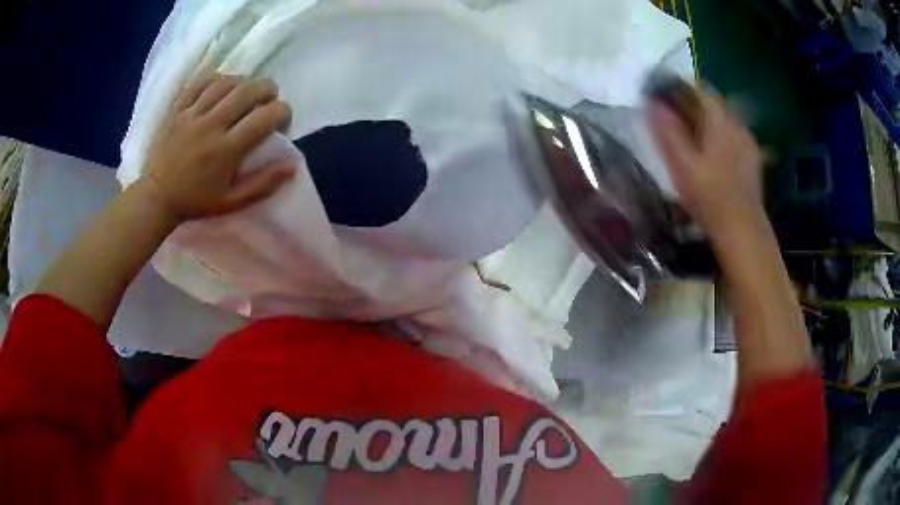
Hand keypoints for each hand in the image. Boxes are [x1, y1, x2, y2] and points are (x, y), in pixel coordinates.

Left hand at [137, 72, 294, 221]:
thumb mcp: (231, 202)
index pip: (265, 117)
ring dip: (244, 81)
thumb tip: (293, 166)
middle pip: (248, 91)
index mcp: (226, 150)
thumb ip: (263, 185)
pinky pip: (199, 82)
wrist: (155, 198)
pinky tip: (221, 85)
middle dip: (268, 89)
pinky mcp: (177, 109)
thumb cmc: (195, 202)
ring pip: (225, 83)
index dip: (283, 112)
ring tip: (247, 91)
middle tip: (270, 98)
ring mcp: (191, 115)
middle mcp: (211, 126)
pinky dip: (215, 78)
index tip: (282, 121)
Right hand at [648, 89, 763, 239]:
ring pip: (724, 119)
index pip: (696, 87)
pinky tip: (715, 157)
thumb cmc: (710, 197)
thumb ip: (667, 131)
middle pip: (711, 102)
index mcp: (718, 119)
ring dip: (707, 121)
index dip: (677, 89)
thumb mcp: (681, 164)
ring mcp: (748, 141)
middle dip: (692, 105)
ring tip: (694, 141)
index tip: (662, 100)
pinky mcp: (753, 158)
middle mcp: (736, 123)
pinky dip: (721, 137)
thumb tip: (651, 101)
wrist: (743, 230)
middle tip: (675, 122)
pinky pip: (734, 135)